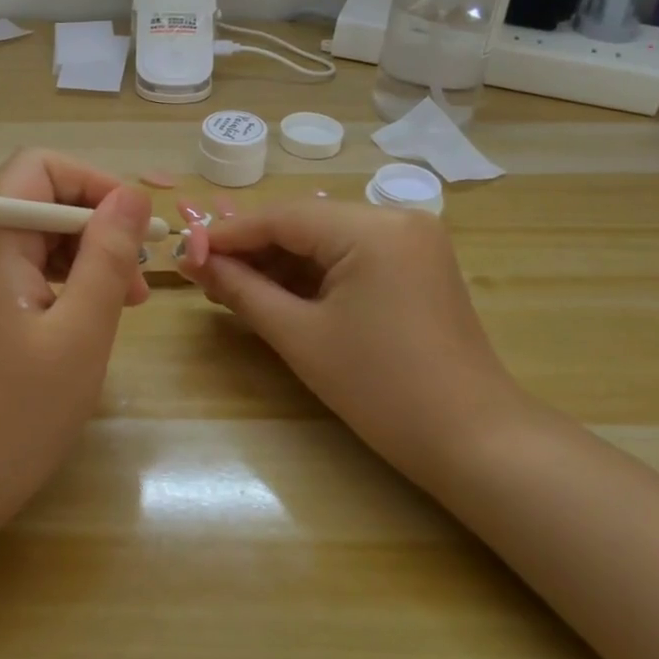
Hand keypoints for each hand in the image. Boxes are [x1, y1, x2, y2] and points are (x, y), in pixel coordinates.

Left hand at [0, 150, 152, 535]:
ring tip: (120, 306)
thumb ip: (107, 257)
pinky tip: (81, 323)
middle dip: (93, 228)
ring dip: (80, 258)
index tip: (135, 230)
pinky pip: (15, 271)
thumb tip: (130, 195)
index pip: (40, 168)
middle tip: (135, 284)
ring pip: (29, 238)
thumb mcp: (79, 335)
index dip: (94, 184)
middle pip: (36, 201)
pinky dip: (56, 283)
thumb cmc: (12, 418)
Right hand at [179, 201, 522, 471]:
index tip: (185, 253)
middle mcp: (396, 218)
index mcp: (372, 228)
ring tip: (230, 287)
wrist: (473, 441)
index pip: (282, 217)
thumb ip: (242, 290)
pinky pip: (349, 257)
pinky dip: (311, 274)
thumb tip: (193, 262)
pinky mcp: (415, 265)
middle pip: (304, 224)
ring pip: (325, 240)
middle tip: (203, 274)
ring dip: (278, 263)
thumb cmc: (380, 389)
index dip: (228, 234)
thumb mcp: (300, 336)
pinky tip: (275, 293)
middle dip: (252, 250)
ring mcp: (411, 241)